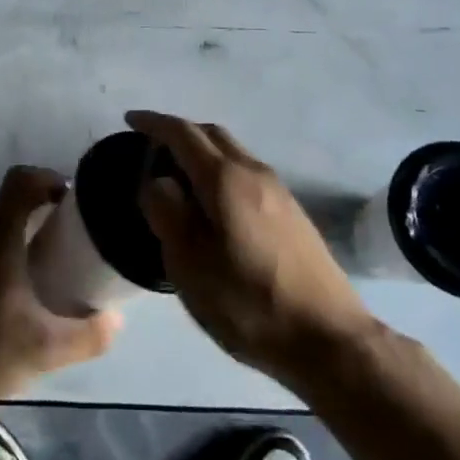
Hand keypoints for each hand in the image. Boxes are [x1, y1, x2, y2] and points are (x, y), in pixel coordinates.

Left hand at [0, 166, 121, 422]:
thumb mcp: (44, 351)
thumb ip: (89, 335)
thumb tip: (116, 320)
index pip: (22, 178)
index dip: (51, 179)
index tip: (75, 205)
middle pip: (13, 201)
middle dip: (46, 212)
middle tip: (74, 241)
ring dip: (26, 234)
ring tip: (52, 267)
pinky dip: (7, 253)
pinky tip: (19, 294)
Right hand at [133, 110, 374, 392]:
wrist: (329, 339)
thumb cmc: (249, 304)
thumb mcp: (190, 266)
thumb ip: (167, 214)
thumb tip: (159, 181)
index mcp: (225, 179)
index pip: (183, 133)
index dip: (154, 123)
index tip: (129, 120)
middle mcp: (254, 172)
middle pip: (211, 134)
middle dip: (178, 133)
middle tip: (149, 151)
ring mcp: (278, 190)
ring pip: (232, 152)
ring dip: (201, 152)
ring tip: (177, 178)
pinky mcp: (291, 211)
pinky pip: (245, 172)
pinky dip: (220, 171)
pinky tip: (212, 203)